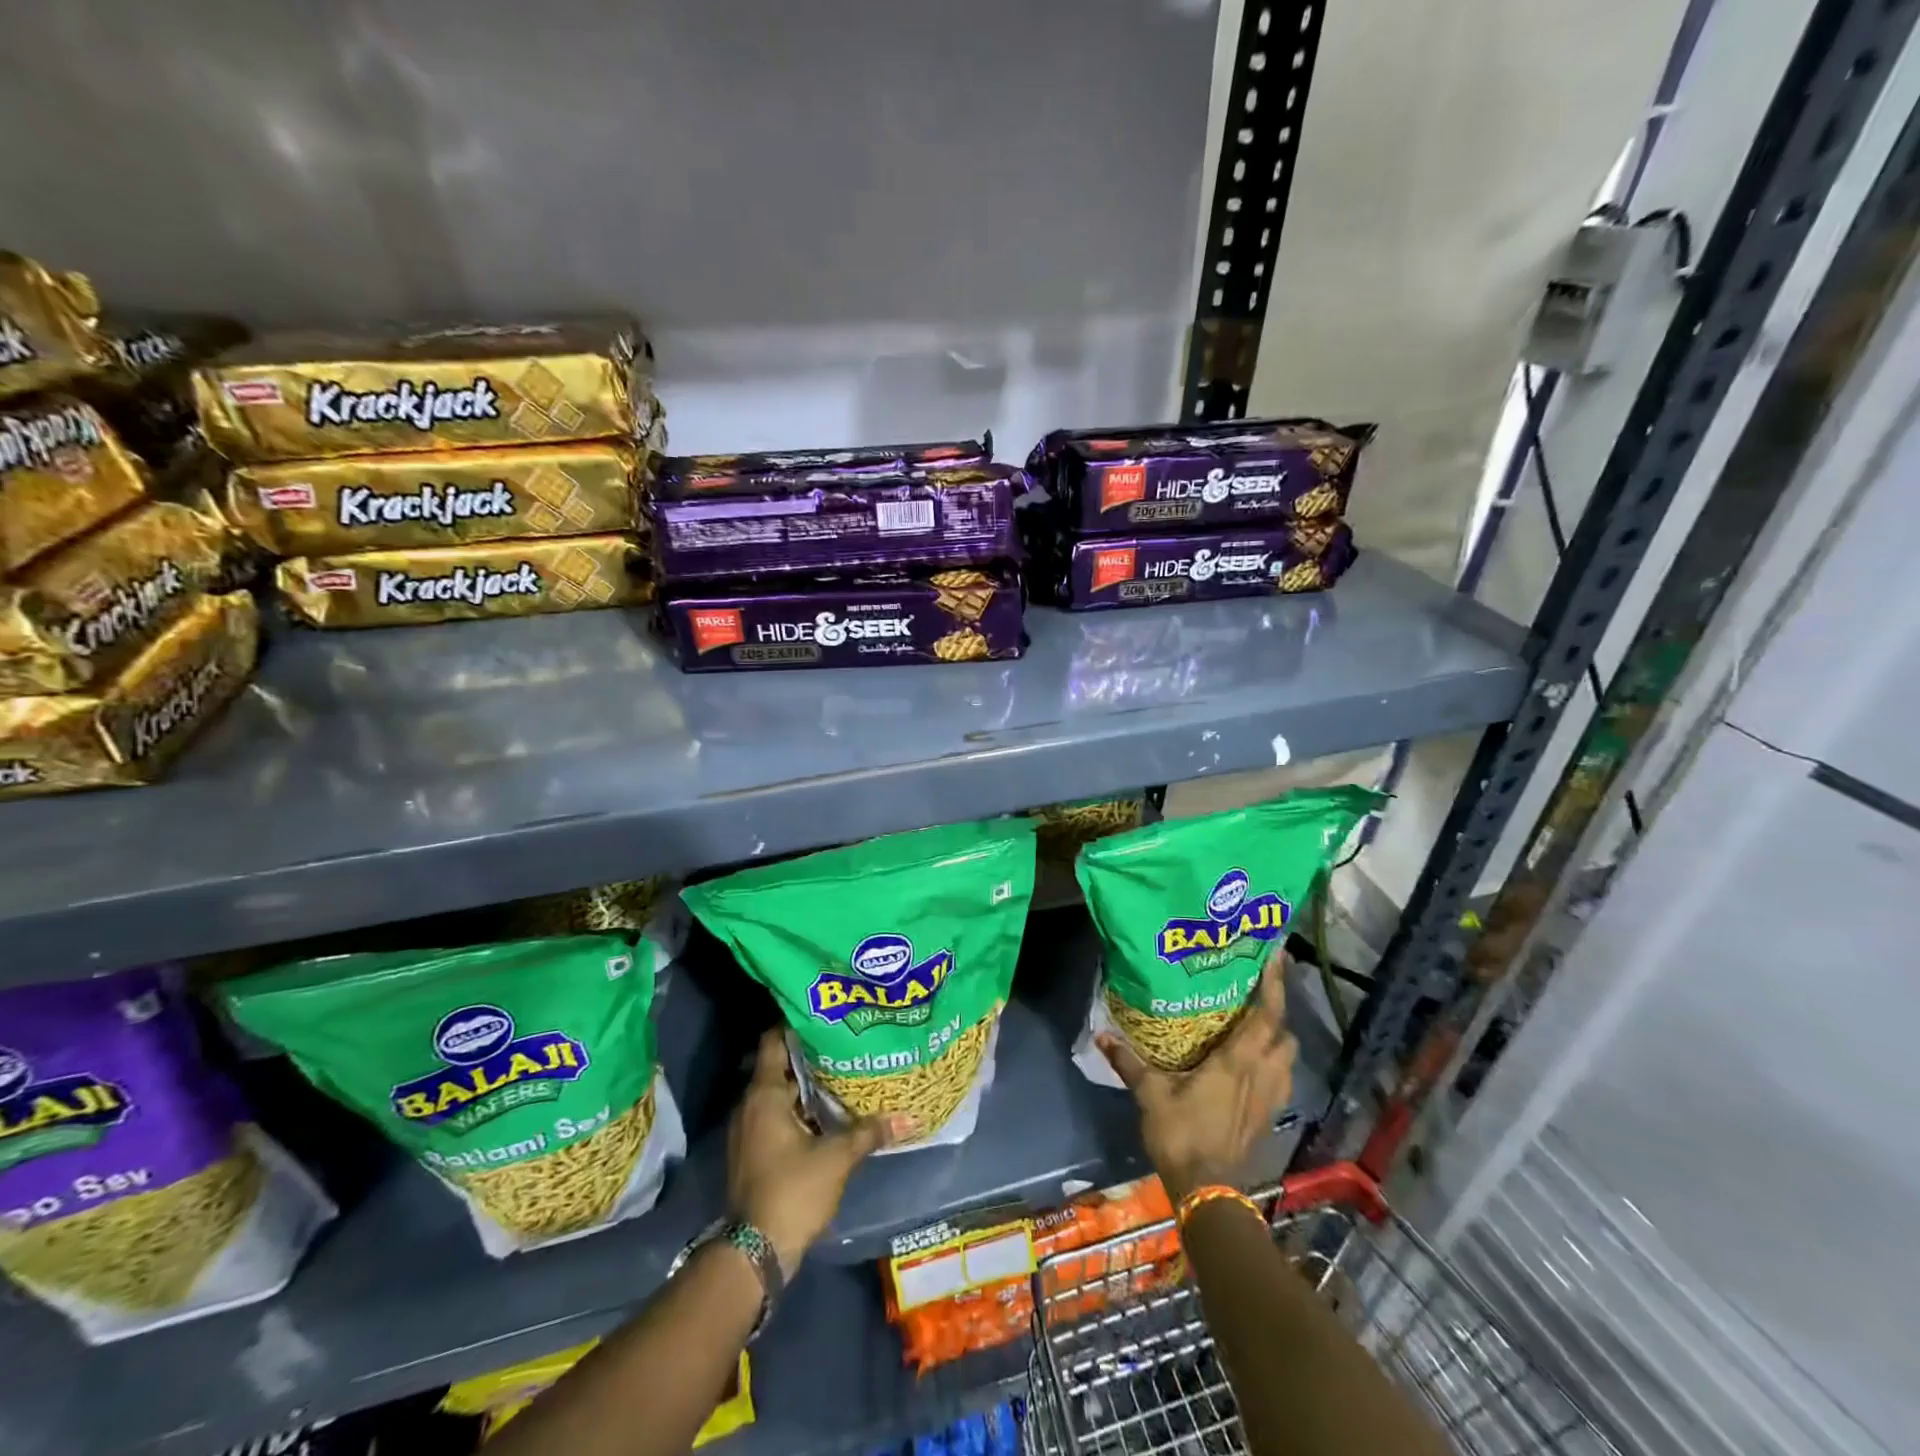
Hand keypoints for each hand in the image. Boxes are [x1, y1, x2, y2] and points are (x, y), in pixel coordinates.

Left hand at [727, 1029, 910, 1273]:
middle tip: (845, 1041)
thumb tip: (908, 1117)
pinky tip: (828, 1112)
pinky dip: (799, 1109)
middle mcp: (750, 1105)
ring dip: (806, 1085)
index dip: (797, 1024)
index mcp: (764, 1094)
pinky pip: (776, 1116)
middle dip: (811, 1055)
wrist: (755, 1254)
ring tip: (843, 1072)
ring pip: (779, 1094)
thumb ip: (869, 1131)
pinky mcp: (753, 1152)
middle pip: (780, 1066)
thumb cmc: (792, 1190)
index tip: (825, 1013)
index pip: (774, 1041)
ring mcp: (749, 1130)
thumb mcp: (837, 1158)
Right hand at [1098, 956, 1296, 1202]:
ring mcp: (1269, 1098)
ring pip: (1287, 1058)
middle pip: (1284, 1034)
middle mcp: (1261, 1074)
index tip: (1276, 957)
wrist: (1207, 1191)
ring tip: (1257, 1024)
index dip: (1274, 985)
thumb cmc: (1182, 1134)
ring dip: (1279, 1039)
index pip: (1266, 1016)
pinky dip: (1274, 1064)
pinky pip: (1280, 1080)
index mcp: (1237, 1062)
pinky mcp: (1267, 1117)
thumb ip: (1129, 1062)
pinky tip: (1253, 1064)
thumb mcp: (1150, 1094)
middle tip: (1258, 991)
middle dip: (1278, 1010)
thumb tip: (1101, 1034)